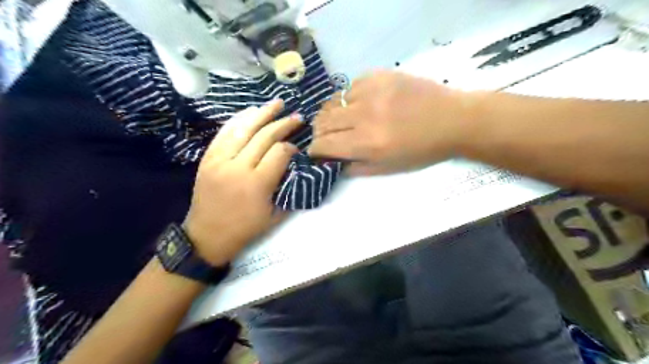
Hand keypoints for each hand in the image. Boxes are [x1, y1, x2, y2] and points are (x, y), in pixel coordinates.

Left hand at [184, 100, 302, 265]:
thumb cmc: (244, 230)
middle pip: (264, 136)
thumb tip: (296, 167)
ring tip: (277, 103)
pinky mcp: (208, 158)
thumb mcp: (274, 216)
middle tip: (297, 117)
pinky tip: (251, 111)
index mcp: (257, 184)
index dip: (291, 147)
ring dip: (262, 113)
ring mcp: (220, 160)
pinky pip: (224, 133)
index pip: (279, 153)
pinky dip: (239, 119)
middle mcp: (238, 167)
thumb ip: (288, 189)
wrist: (206, 236)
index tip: (297, 148)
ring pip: (244, 128)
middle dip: (283, 124)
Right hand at [310, 69, 471, 175]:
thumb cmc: (421, 151)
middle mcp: (365, 116)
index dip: (314, 149)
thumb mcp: (388, 168)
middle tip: (325, 135)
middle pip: (324, 121)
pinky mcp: (379, 75)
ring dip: (331, 114)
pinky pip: (350, 87)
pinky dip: (348, 99)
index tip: (315, 150)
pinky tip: (359, 104)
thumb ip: (355, 167)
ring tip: (339, 120)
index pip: (325, 144)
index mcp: (368, 144)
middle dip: (319, 131)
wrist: (452, 119)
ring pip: (333, 102)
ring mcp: (371, 92)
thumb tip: (332, 161)